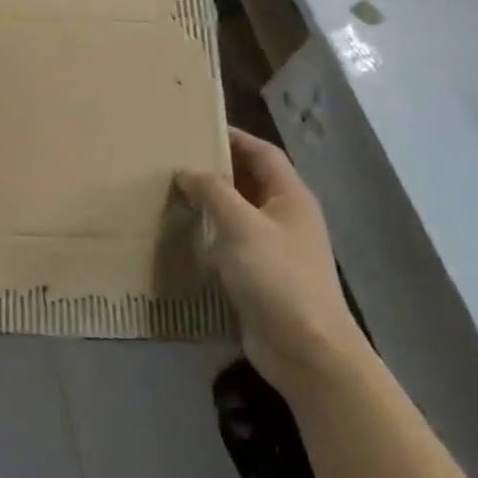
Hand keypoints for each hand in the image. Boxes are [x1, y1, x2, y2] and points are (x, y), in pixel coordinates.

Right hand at [178, 130, 367, 393]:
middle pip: (250, 181)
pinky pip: (232, 244)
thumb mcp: (241, 225)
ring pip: (238, 214)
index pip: (262, 153)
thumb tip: (187, 172)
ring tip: (171, 192)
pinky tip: (183, 234)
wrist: (306, 349)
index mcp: (291, 197)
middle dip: (216, 169)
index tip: (198, 128)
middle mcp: (286, 218)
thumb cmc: (278, 276)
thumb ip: (213, 192)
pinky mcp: (260, 276)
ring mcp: (274, 249)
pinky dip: (210, 234)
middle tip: (176, 159)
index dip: (234, 137)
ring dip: (210, 203)